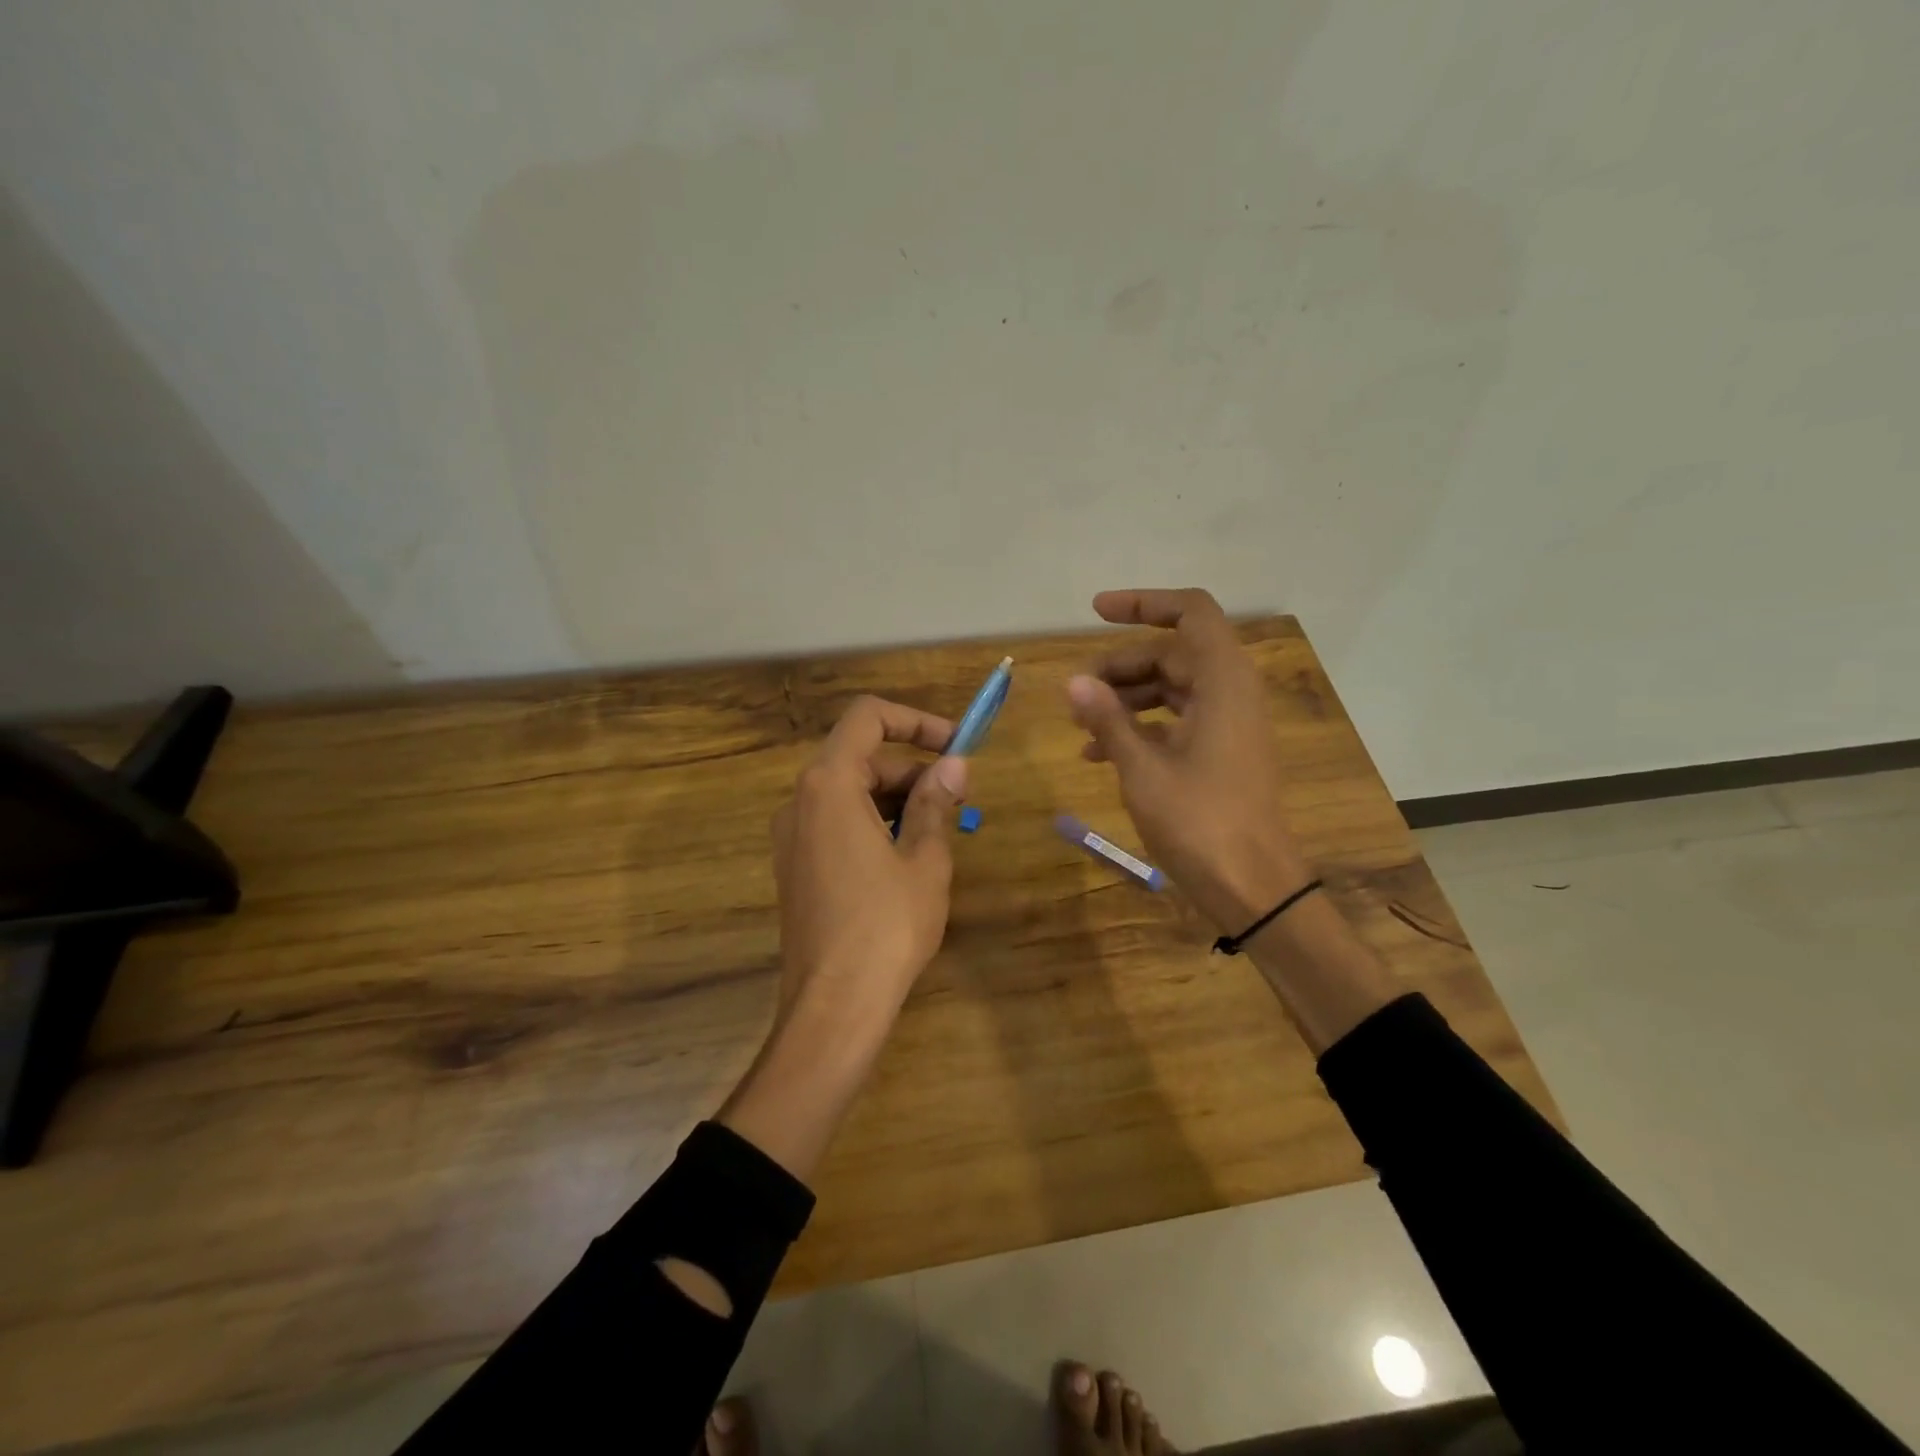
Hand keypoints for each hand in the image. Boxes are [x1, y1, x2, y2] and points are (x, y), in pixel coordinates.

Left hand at [771, 695, 969, 1020]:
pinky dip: (874, 823)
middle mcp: (800, 801)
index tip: (956, 745)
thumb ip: (935, 803)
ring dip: (897, 798)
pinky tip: (907, 857)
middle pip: (861, 757)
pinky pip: (837, 823)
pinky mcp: (795, 866)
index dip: (916, 721)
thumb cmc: (887, 926)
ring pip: (850, 792)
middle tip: (959, 798)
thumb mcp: (924, 859)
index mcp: (829, 785)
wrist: (834, 1006)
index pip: (868, 718)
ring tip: (940, 831)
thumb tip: (954, 765)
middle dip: (913, 769)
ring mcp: (792, 835)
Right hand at [1066, 588, 1312, 934]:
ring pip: (1172, 689)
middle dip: (1120, 666)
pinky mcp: (1223, 752)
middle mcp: (1232, 693)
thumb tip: (1073, 682)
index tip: (1096, 612)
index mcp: (1224, 682)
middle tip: (1076, 691)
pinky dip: (1141, 727)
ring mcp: (1229, 724)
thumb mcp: (1142, 769)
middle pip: (1173, 654)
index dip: (1144, 604)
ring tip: (1080, 724)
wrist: (1253, 886)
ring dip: (1126, 699)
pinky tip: (1099, 754)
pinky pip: (1178, 720)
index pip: (1191, 613)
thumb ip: (1108, 720)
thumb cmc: (1200, 822)